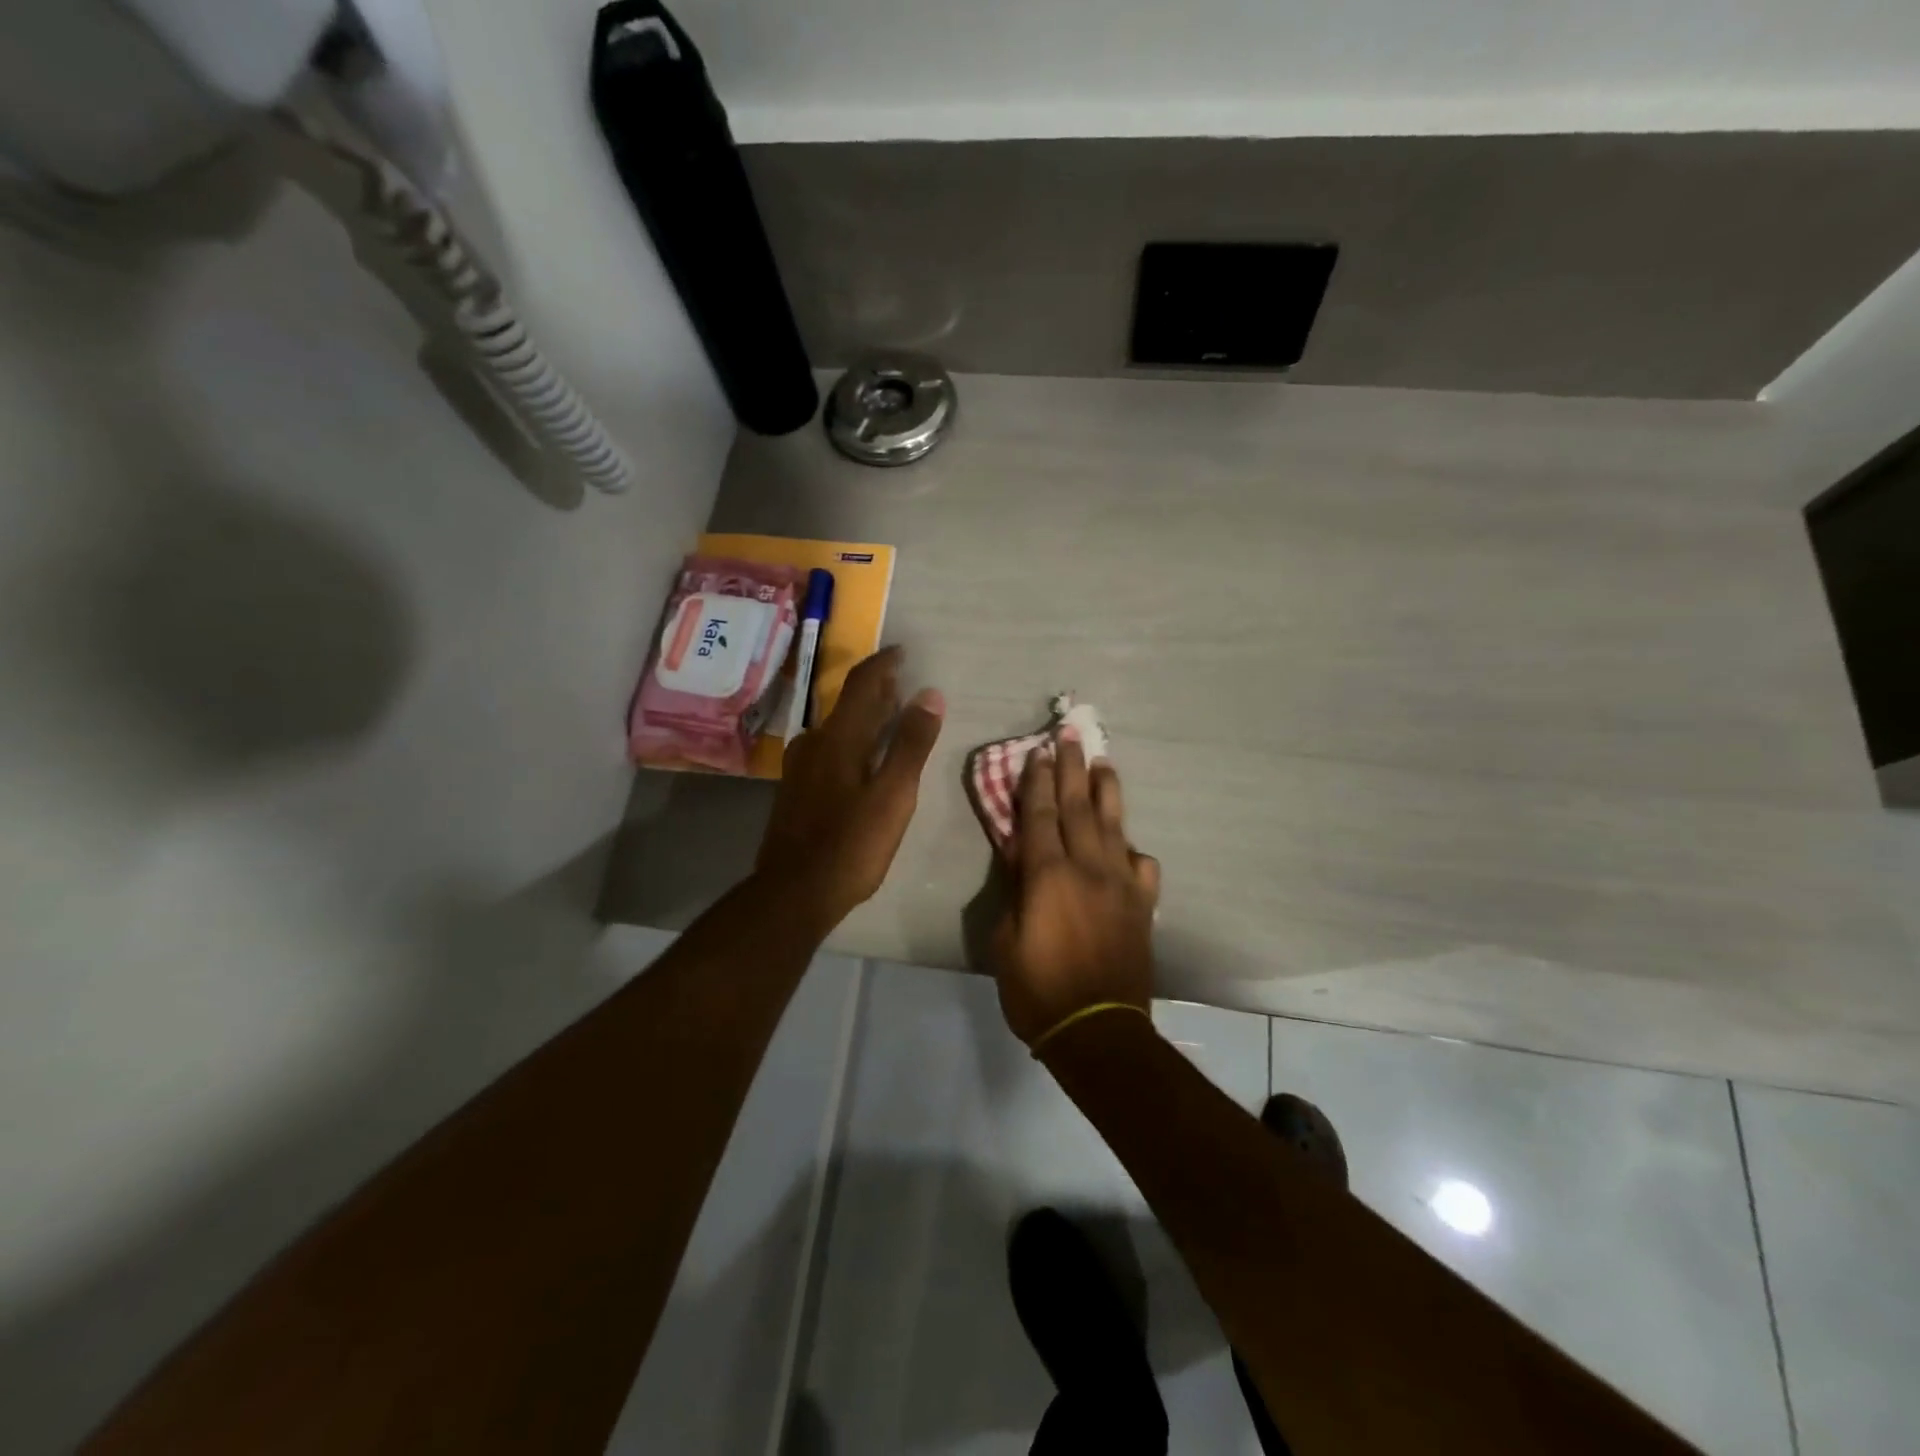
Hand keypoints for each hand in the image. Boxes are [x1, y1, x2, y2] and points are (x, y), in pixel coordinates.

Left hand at [756, 647, 944, 931]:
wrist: (794, 892)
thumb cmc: (852, 844)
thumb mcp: (894, 795)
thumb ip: (912, 744)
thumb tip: (930, 694)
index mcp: (838, 738)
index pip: (861, 683)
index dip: (884, 663)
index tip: (904, 652)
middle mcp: (814, 742)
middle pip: (847, 703)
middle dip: (876, 689)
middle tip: (904, 684)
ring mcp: (800, 766)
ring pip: (836, 727)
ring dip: (863, 715)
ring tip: (889, 717)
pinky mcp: (796, 788)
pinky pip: (827, 748)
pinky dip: (850, 739)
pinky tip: (862, 757)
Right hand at [990, 728, 1160, 1047]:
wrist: (1097, 1030)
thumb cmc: (1037, 989)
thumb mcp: (1004, 940)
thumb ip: (1014, 891)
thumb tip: (1020, 856)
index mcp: (1047, 875)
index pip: (1038, 815)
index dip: (1035, 781)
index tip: (1036, 752)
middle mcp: (1087, 867)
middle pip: (1078, 806)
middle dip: (1072, 769)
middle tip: (1071, 735)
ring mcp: (1120, 883)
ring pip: (1114, 825)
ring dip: (1106, 791)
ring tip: (1102, 763)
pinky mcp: (1142, 904)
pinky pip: (1141, 866)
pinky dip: (1133, 850)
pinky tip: (1128, 845)